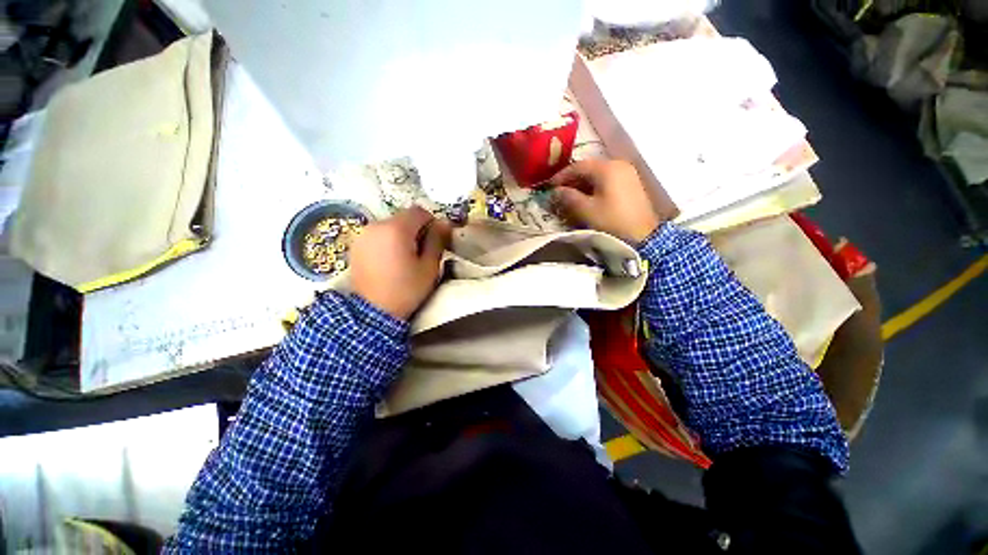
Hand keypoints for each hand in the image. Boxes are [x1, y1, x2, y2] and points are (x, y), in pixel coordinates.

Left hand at [350, 206, 450, 320]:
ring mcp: (363, 235)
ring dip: (402, 235)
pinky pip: (378, 234)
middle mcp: (376, 225)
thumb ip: (437, 241)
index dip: (431, 222)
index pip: (418, 211)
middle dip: (416, 229)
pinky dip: (388, 240)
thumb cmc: (406, 290)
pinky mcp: (355, 245)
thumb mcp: (429, 267)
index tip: (435, 239)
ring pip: (390, 225)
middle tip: (422, 251)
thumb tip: (444, 224)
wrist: (372, 313)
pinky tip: (391, 260)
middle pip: (403, 217)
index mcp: (396, 229)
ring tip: (405, 257)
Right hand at [549, 159, 676, 243]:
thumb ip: (568, 197)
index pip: (578, 166)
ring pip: (598, 174)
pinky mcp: (631, 183)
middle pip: (589, 168)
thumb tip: (556, 191)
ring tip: (570, 196)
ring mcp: (627, 173)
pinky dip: (594, 187)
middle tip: (559, 192)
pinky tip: (587, 198)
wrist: (643, 235)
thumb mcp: (586, 210)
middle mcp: (618, 164)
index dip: (561, 176)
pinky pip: (607, 180)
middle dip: (572, 180)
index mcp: (607, 168)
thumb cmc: (611, 221)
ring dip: (582, 184)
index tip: (549, 186)